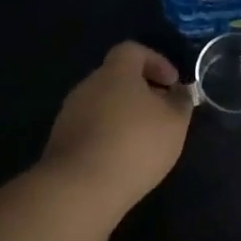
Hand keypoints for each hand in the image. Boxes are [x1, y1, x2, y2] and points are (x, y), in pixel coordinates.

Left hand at [42, 42, 192, 216]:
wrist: (79, 189)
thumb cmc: (134, 145)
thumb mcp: (174, 123)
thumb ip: (180, 102)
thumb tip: (178, 92)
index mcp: (115, 72)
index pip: (133, 51)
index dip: (156, 61)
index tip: (172, 83)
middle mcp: (88, 85)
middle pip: (117, 77)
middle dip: (141, 91)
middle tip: (162, 113)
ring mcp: (70, 113)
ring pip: (103, 104)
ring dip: (123, 115)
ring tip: (144, 141)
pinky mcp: (61, 142)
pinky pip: (90, 128)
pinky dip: (108, 136)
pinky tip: (121, 159)